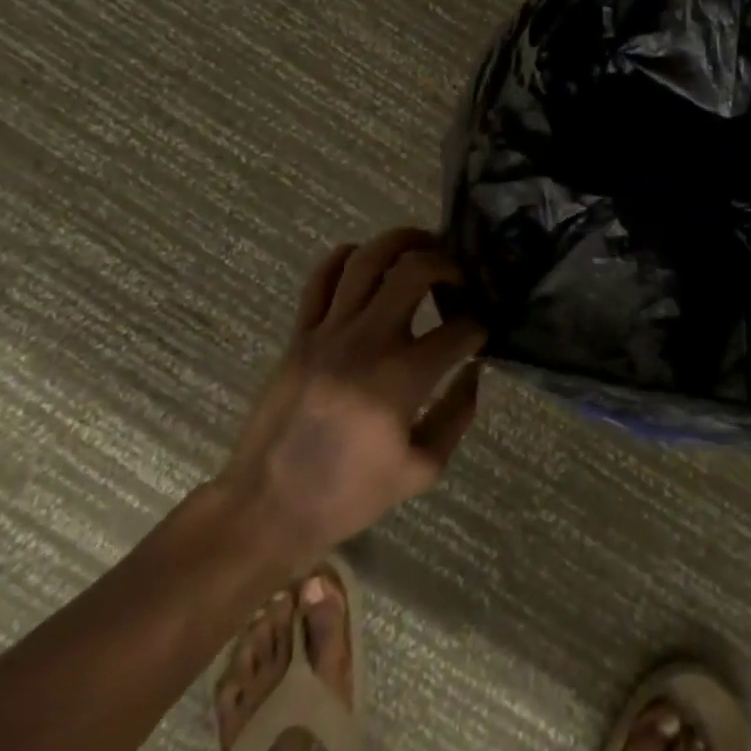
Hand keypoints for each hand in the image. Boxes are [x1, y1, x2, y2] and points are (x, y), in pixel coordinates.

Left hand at [213, 228, 487, 572]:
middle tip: (459, 277)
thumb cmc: (349, 495)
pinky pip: (321, 278)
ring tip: (422, 245)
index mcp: (401, 378)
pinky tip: (366, 261)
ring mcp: (327, 332)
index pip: (458, 329)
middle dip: (448, 264)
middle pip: (415, 270)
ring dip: (401, 242)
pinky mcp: (299, 334)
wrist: (268, 508)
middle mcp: (367, 341)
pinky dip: (347, 257)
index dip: (480, 325)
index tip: (482, 331)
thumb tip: (475, 372)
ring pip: (367, 260)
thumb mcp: (421, 470)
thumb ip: (458, 415)